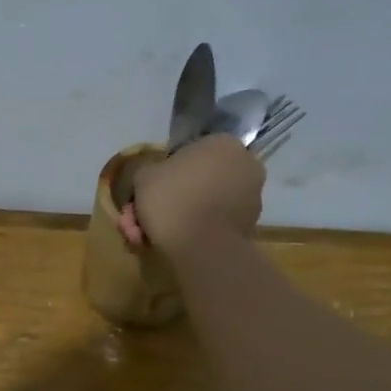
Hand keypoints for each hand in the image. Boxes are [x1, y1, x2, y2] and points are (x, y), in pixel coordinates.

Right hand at [118, 134, 263, 250]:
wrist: (201, 247)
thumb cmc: (172, 199)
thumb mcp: (143, 175)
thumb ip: (148, 169)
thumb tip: (154, 175)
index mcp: (223, 143)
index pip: (186, 153)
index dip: (161, 173)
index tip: (145, 191)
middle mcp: (244, 165)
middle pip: (194, 181)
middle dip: (164, 201)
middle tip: (139, 219)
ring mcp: (251, 197)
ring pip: (201, 204)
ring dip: (174, 218)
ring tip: (146, 238)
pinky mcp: (249, 226)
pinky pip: (212, 222)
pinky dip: (192, 230)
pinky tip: (168, 244)